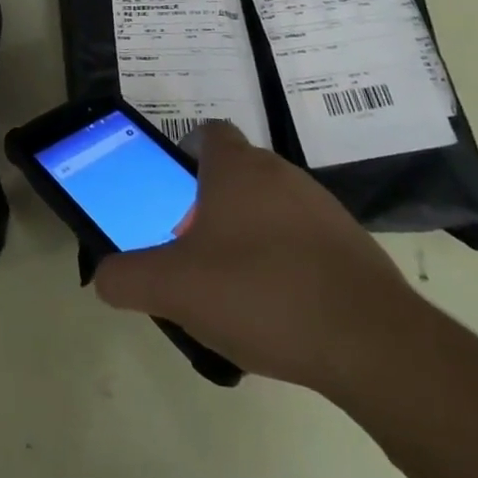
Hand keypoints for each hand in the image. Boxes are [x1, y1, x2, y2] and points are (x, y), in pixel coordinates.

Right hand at [92, 123, 423, 392]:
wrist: (373, 344)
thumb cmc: (261, 293)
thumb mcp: (173, 288)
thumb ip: (126, 278)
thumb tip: (104, 277)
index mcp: (236, 168)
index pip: (208, 134)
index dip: (186, 156)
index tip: (174, 196)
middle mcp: (281, 174)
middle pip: (237, 174)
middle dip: (213, 205)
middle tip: (195, 251)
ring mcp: (323, 208)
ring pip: (272, 208)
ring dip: (251, 235)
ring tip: (237, 288)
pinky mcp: (354, 247)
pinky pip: (306, 242)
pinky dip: (288, 263)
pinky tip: (281, 310)